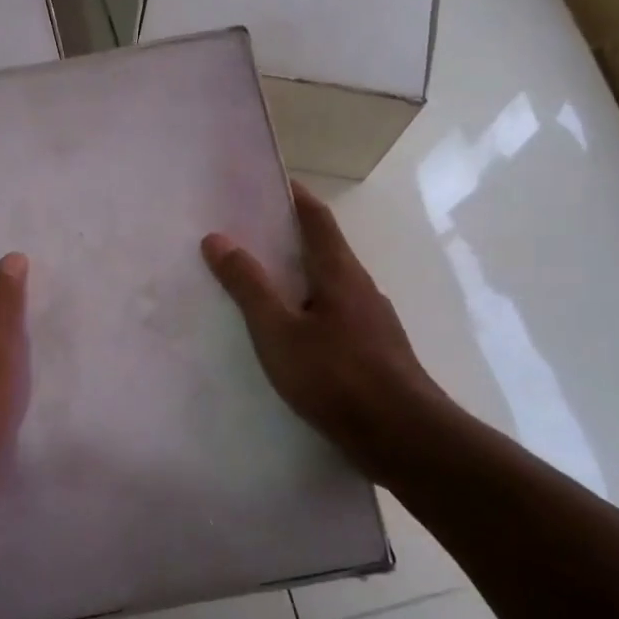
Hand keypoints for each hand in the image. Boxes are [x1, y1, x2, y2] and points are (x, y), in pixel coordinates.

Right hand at [202, 182, 447, 483]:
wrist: (401, 435)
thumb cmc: (336, 376)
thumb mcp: (278, 331)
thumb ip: (248, 286)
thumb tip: (217, 238)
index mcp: (340, 273)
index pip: (317, 219)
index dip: (294, 197)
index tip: (268, 183)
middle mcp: (361, 288)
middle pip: (324, 250)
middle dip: (289, 237)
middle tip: (248, 235)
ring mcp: (372, 321)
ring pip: (330, 286)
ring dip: (299, 277)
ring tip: (261, 284)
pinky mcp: (375, 352)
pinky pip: (335, 316)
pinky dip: (309, 310)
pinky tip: (291, 335)